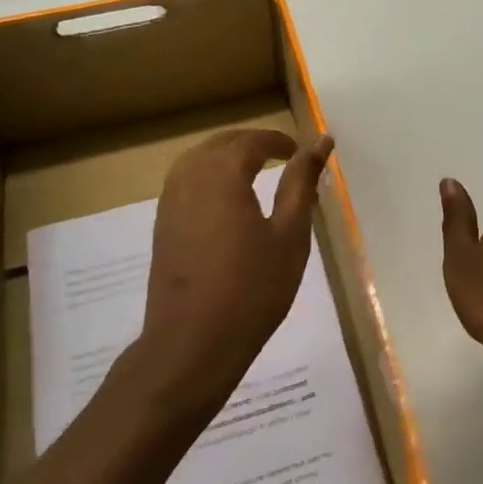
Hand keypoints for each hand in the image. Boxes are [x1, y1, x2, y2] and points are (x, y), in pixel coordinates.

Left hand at [136, 128, 333, 412]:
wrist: (192, 342)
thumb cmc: (253, 289)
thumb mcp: (289, 235)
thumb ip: (301, 184)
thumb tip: (320, 143)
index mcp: (223, 174)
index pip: (251, 140)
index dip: (277, 141)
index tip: (298, 151)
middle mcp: (190, 177)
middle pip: (220, 143)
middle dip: (251, 142)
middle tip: (282, 156)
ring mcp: (170, 201)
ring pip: (198, 159)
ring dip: (226, 156)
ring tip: (254, 170)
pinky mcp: (162, 224)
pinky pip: (185, 180)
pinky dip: (208, 175)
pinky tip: (226, 198)